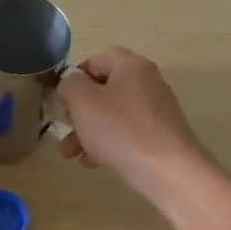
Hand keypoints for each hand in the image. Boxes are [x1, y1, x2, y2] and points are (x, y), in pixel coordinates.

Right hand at [55, 47, 211, 205]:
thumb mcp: (82, 101)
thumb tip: (71, 84)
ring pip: (111, 116)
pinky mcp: (159, 137)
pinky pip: (126, 134)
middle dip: (77, 112)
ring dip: (86, 132)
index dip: (75, 76)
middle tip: (63, 129)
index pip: (97, 59)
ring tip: (69, 154)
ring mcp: (155, 112)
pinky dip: (106, 145)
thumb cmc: (120, 129)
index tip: (62, 99)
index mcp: (131, 67)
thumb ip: (69, 85)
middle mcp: (147, 84)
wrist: (168, 170)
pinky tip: (92, 163)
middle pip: (103, 90)